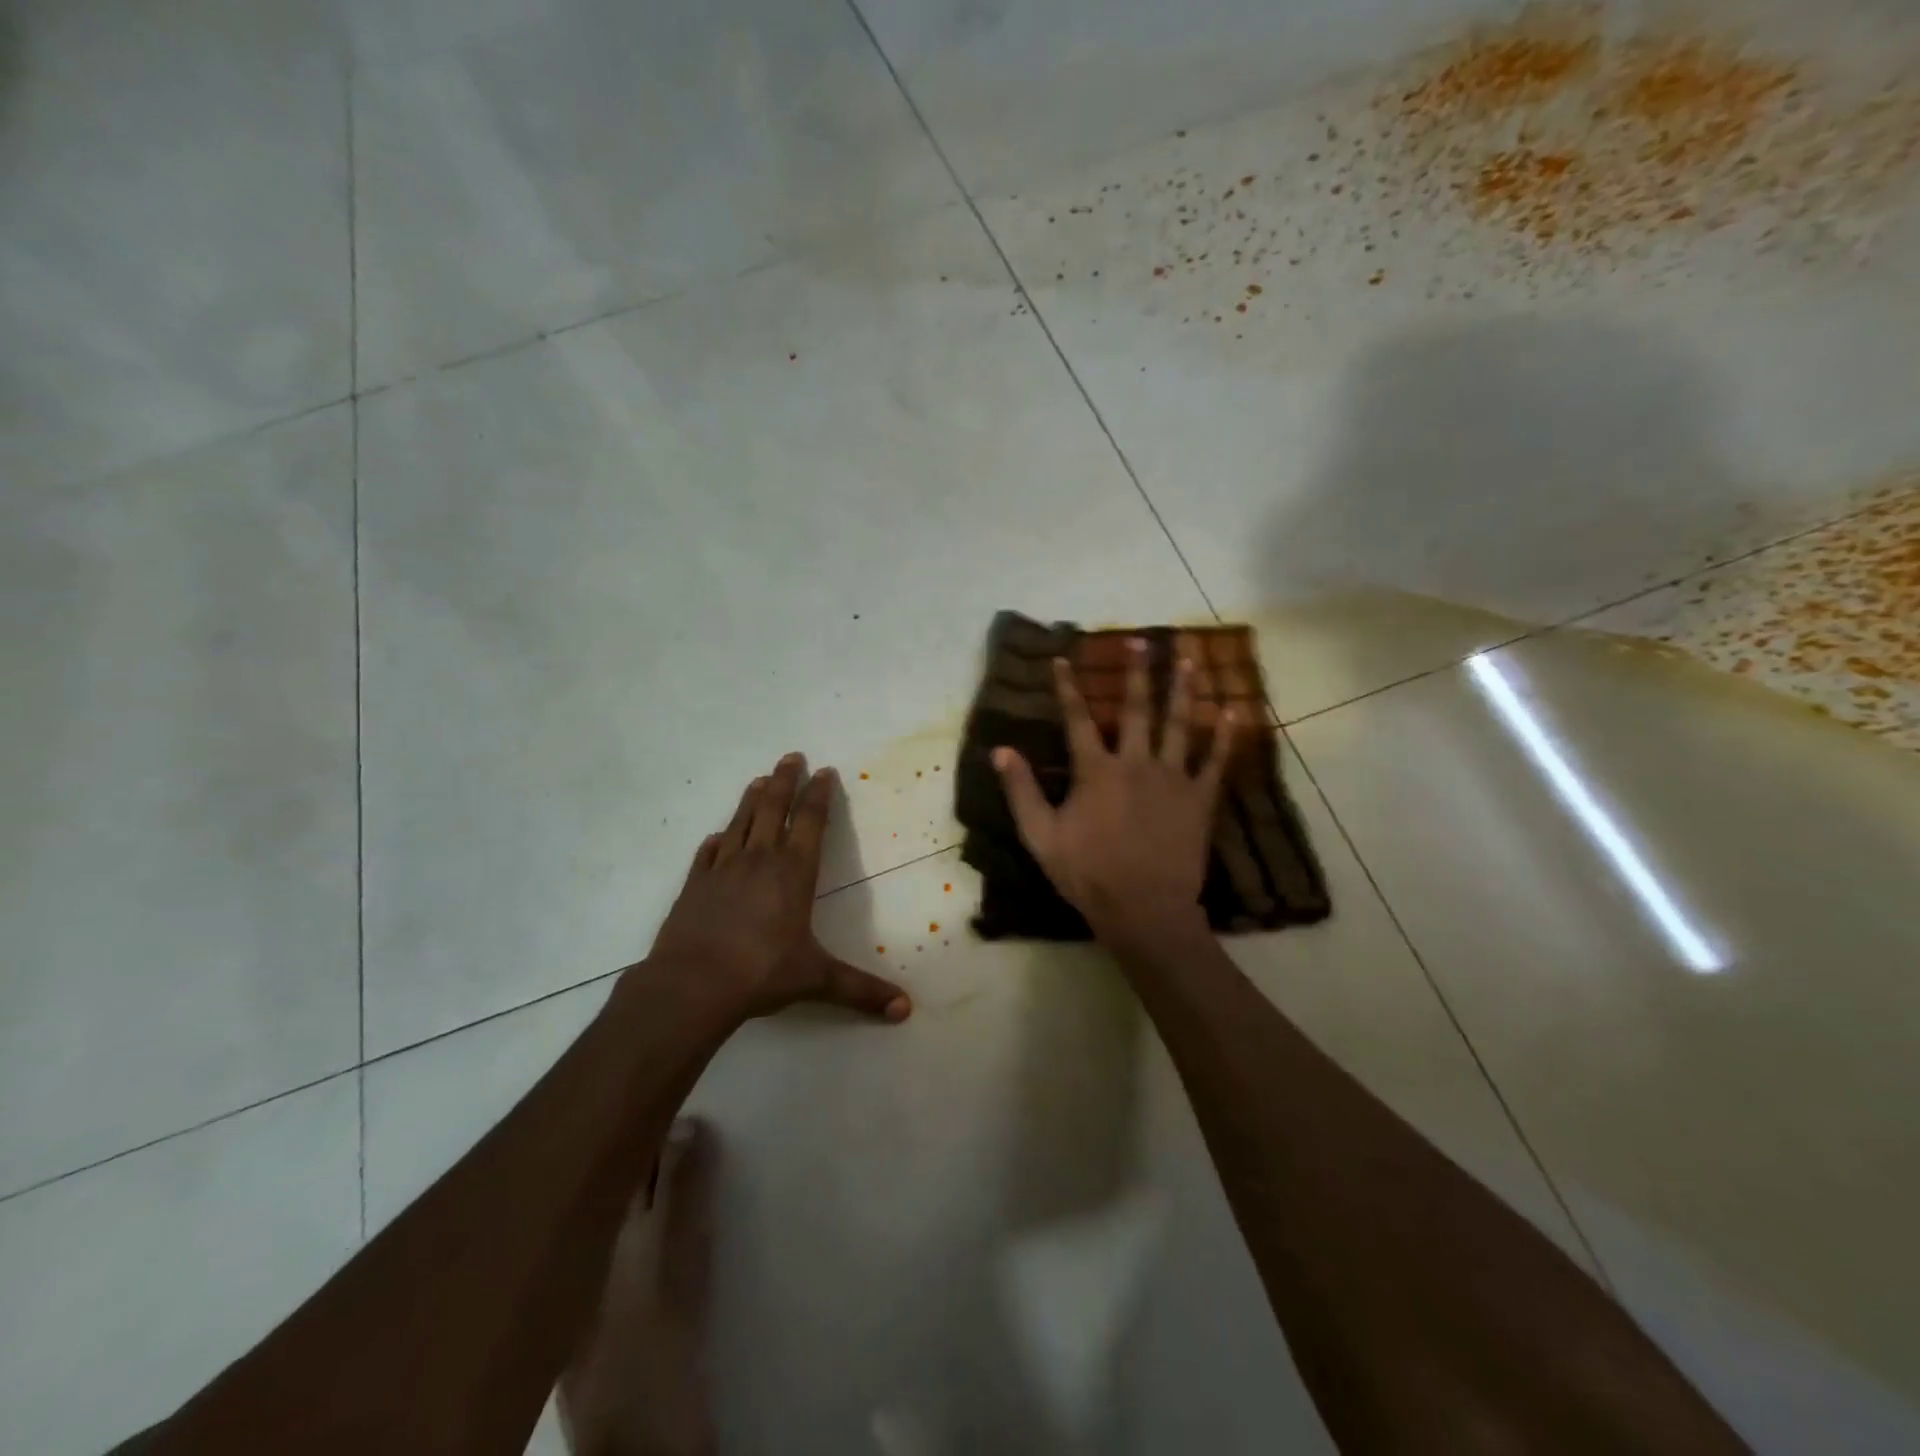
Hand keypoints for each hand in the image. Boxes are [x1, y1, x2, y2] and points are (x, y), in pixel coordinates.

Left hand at [645, 754, 911, 1022]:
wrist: (692, 985)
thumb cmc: (761, 973)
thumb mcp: (817, 980)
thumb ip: (861, 991)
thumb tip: (906, 1010)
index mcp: (792, 873)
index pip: (810, 823)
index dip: (818, 795)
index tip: (823, 771)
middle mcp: (759, 861)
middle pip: (773, 809)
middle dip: (785, 781)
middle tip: (791, 756)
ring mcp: (722, 870)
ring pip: (740, 823)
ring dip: (751, 799)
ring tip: (760, 779)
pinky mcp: (694, 886)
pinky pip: (707, 855)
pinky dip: (715, 842)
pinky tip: (716, 837)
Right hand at [995, 640, 1235, 946]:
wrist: (1143, 909)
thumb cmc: (1087, 874)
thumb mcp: (1041, 836)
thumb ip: (1021, 791)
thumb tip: (1000, 750)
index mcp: (1096, 771)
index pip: (1077, 719)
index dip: (1067, 688)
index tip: (1062, 659)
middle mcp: (1135, 763)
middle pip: (1135, 709)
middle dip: (1137, 673)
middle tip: (1142, 641)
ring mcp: (1172, 778)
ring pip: (1179, 724)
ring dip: (1183, 689)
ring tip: (1190, 659)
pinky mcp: (1199, 798)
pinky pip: (1215, 760)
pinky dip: (1225, 735)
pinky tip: (1233, 710)